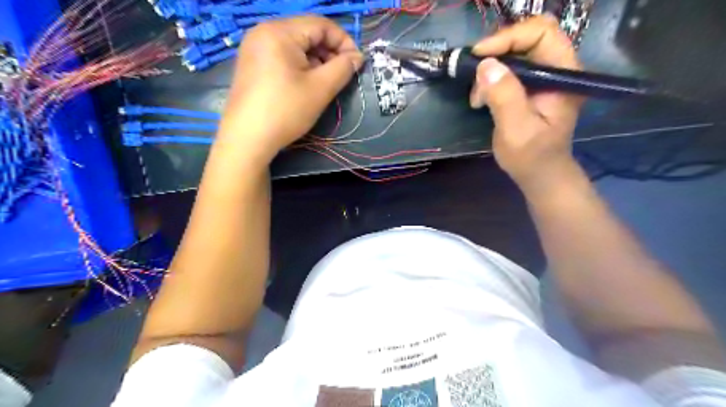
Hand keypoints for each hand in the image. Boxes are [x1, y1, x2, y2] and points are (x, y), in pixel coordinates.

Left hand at [215, 16, 362, 163]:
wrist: (247, 139)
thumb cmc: (286, 111)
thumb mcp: (320, 89)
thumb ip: (343, 68)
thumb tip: (358, 57)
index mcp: (280, 31)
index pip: (321, 24)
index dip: (344, 41)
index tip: (357, 63)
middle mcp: (263, 32)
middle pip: (307, 33)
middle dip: (329, 52)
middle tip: (342, 75)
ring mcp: (254, 48)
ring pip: (296, 46)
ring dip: (316, 61)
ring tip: (325, 83)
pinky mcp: (251, 64)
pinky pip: (282, 56)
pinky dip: (300, 66)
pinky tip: (305, 85)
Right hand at [471, 15, 582, 191]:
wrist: (540, 174)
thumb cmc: (531, 156)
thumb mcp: (516, 129)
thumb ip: (504, 97)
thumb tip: (485, 65)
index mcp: (563, 74)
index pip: (541, 33)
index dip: (509, 38)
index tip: (479, 55)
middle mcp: (558, 69)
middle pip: (528, 37)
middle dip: (497, 52)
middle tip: (474, 72)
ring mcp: (545, 77)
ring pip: (515, 53)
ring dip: (491, 69)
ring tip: (477, 96)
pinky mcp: (531, 86)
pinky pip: (510, 69)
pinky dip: (491, 78)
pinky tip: (481, 98)